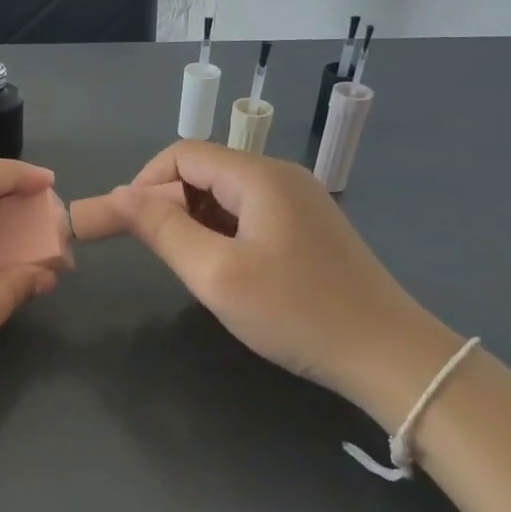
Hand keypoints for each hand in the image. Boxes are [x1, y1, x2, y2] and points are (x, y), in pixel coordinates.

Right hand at [110, 141, 460, 421]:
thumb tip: (119, 194)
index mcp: (260, 176)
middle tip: (158, 253)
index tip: (127, 225)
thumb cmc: (296, 312)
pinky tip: (227, 270)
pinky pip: (251, 215)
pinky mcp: (310, 228)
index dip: (145, 183)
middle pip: (205, 171)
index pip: (183, 154)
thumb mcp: (216, 274)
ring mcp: (301, 201)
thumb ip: (163, 230)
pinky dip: (224, 233)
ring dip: (196, 222)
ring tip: (192, 267)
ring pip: (226, 195)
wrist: (390, 357)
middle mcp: (281, 176)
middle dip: (169, 204)